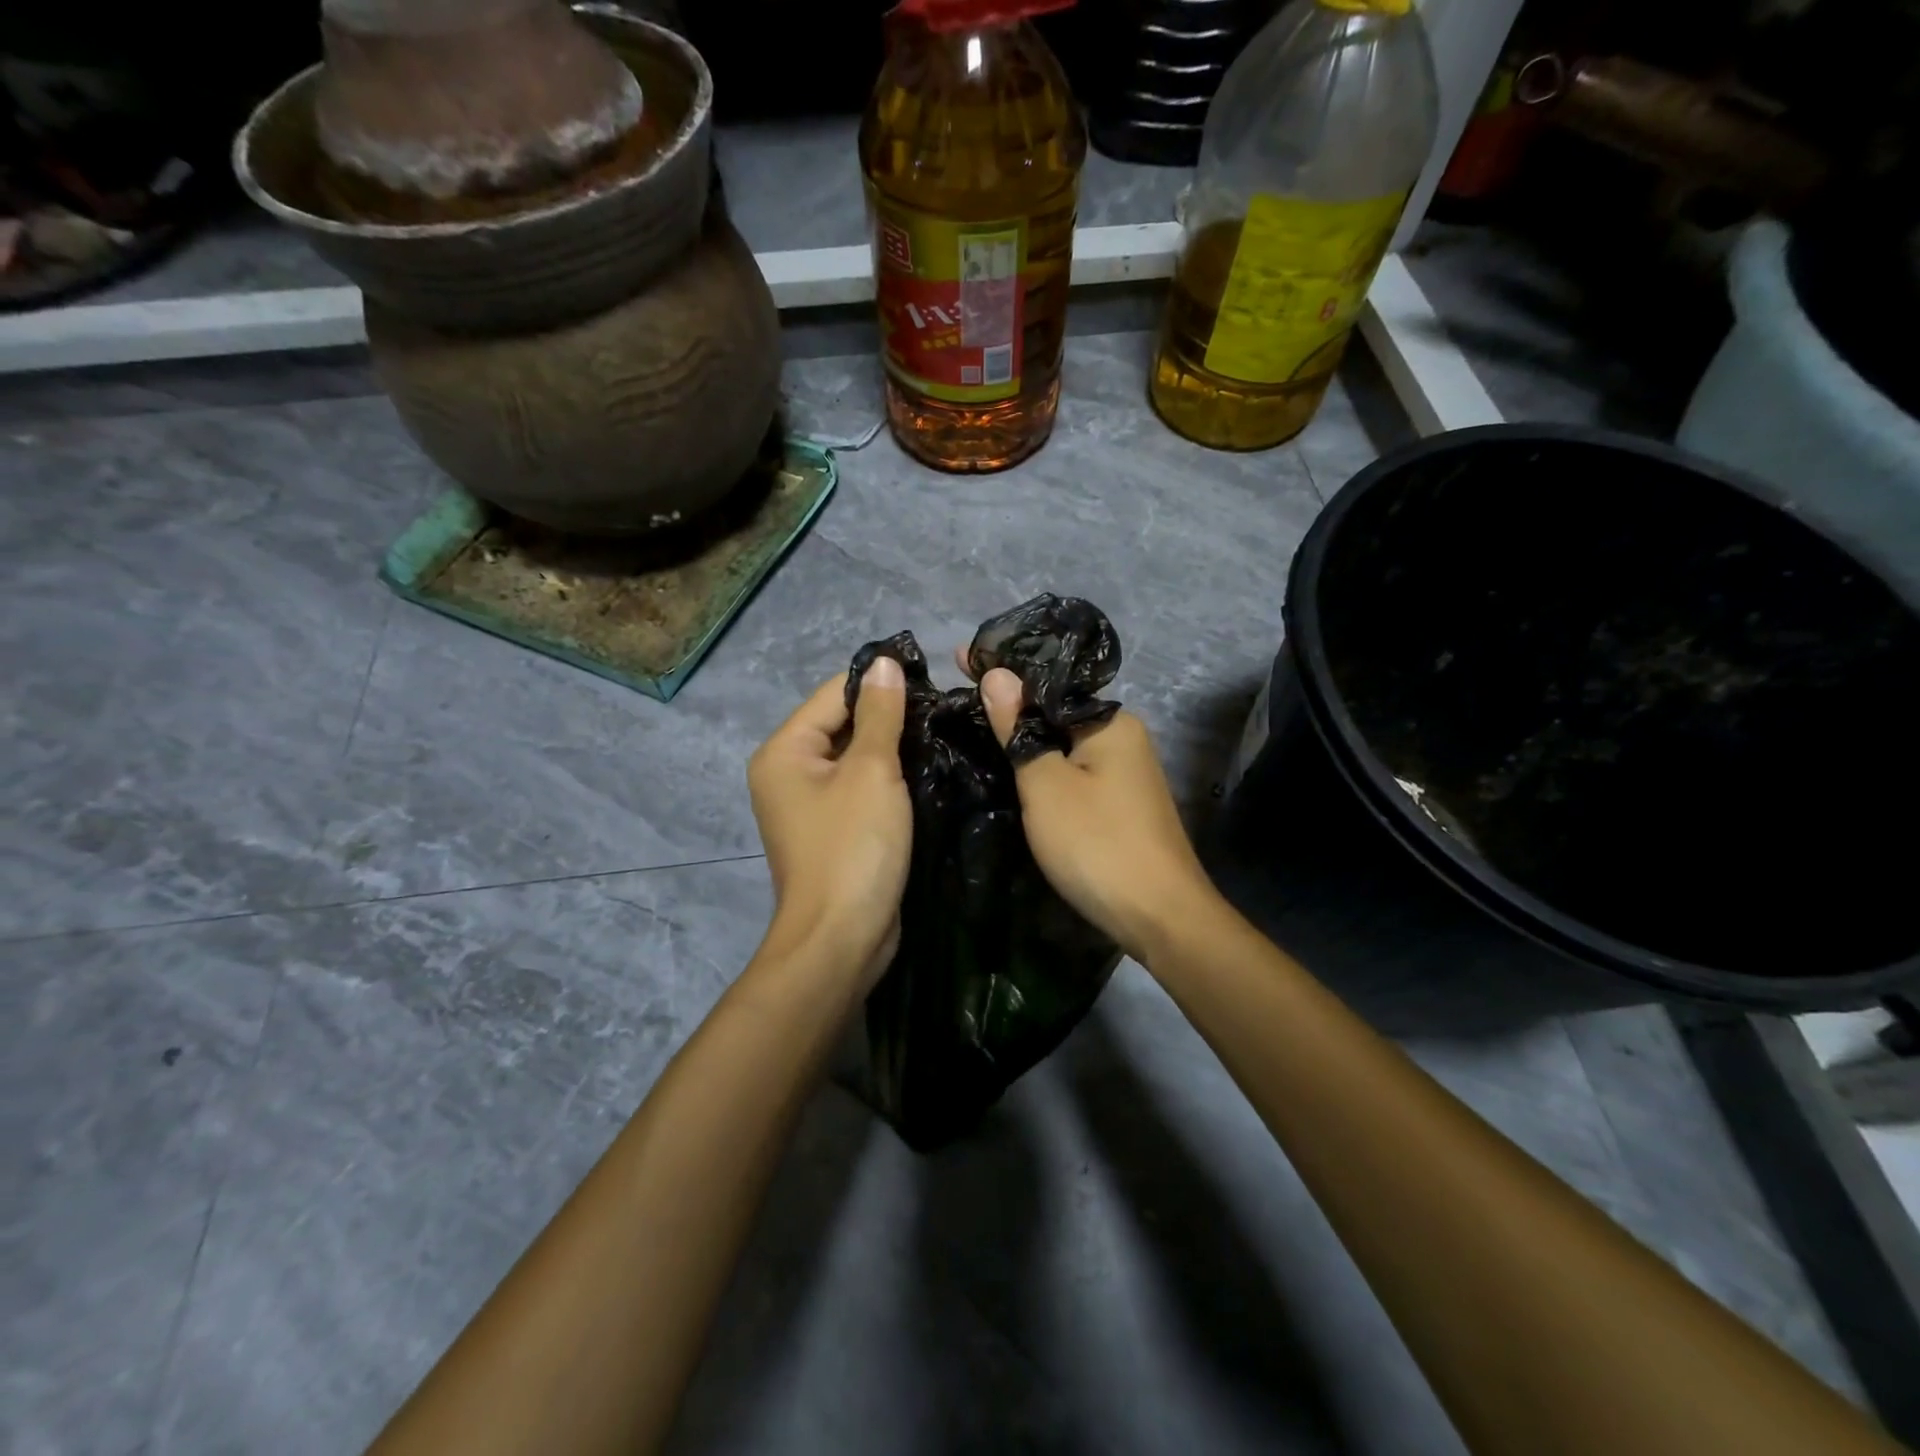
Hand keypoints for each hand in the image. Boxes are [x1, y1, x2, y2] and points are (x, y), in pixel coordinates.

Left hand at [747, 662, 911, 990]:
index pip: (834, 693)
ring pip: (855, 757)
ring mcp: (809, 804)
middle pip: (842, 723)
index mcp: (785, 750)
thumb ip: (880, 714)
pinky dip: (888, 779)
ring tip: (941, 735)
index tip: (931, 682)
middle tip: (944, 711)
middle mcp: (788, 772)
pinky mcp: (832, 829)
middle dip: (889, 717)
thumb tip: (885, 662)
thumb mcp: (872, 771)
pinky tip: (926, 770)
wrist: (842, 938)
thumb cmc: (853, 847)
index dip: (880, 683)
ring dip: (893, 748)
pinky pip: (860, 788)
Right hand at [978, 666, 1216, 961]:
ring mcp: (1126, 773)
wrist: (1160, 917)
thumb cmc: (1096, 843)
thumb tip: (997, 674)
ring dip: (1026, 737)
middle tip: (958, 695)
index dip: (1001, 671)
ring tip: (975, 725)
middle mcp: (1124, 737)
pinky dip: (1044, 766)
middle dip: (1011, 704)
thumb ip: (1019, 729)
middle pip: (1056, 711)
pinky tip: (1015, 768)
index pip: (1046, 683)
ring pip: (1064, 744)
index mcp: (1110, 722)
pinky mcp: (1121, 804)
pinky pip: (1074, 771)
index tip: (958, 658)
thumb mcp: (1045, 784)